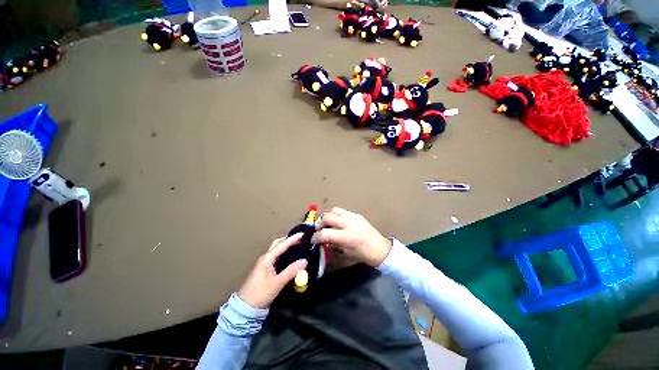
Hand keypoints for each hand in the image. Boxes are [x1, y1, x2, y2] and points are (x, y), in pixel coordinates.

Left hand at [237, 234, 307, 308]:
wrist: (245, 307)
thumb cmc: (260, 294)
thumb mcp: (277, 283)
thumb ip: (291, 271)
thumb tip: (305, 261)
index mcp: (267, 258)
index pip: (282, 245)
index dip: (293, 239)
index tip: (303, 234)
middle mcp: (266, 257)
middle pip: (278, 243)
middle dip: (289, 239)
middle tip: (301, 239)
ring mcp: (265, 262)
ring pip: (277, 249)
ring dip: (287, 245)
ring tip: (298, 245)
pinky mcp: (266, 268)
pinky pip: (277, 255)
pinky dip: (285, 252)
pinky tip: (290, 256)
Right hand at [312, 207, 391, 266]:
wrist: (379, 248)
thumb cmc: (363, 254)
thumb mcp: (345, 253)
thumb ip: (332, 245)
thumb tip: (322, 240)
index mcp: (346, 237)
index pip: (325, 233)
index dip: (315, 237)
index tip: (313, 240)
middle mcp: (348, 223)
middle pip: (327, 217)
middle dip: (319, 223)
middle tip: (318, 229)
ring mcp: (353, 217)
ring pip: (334, 210)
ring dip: (327, 216)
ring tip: (326, 223)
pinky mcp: (356, 214)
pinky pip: (342, 211)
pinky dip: (336, 215)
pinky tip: (337, 222)